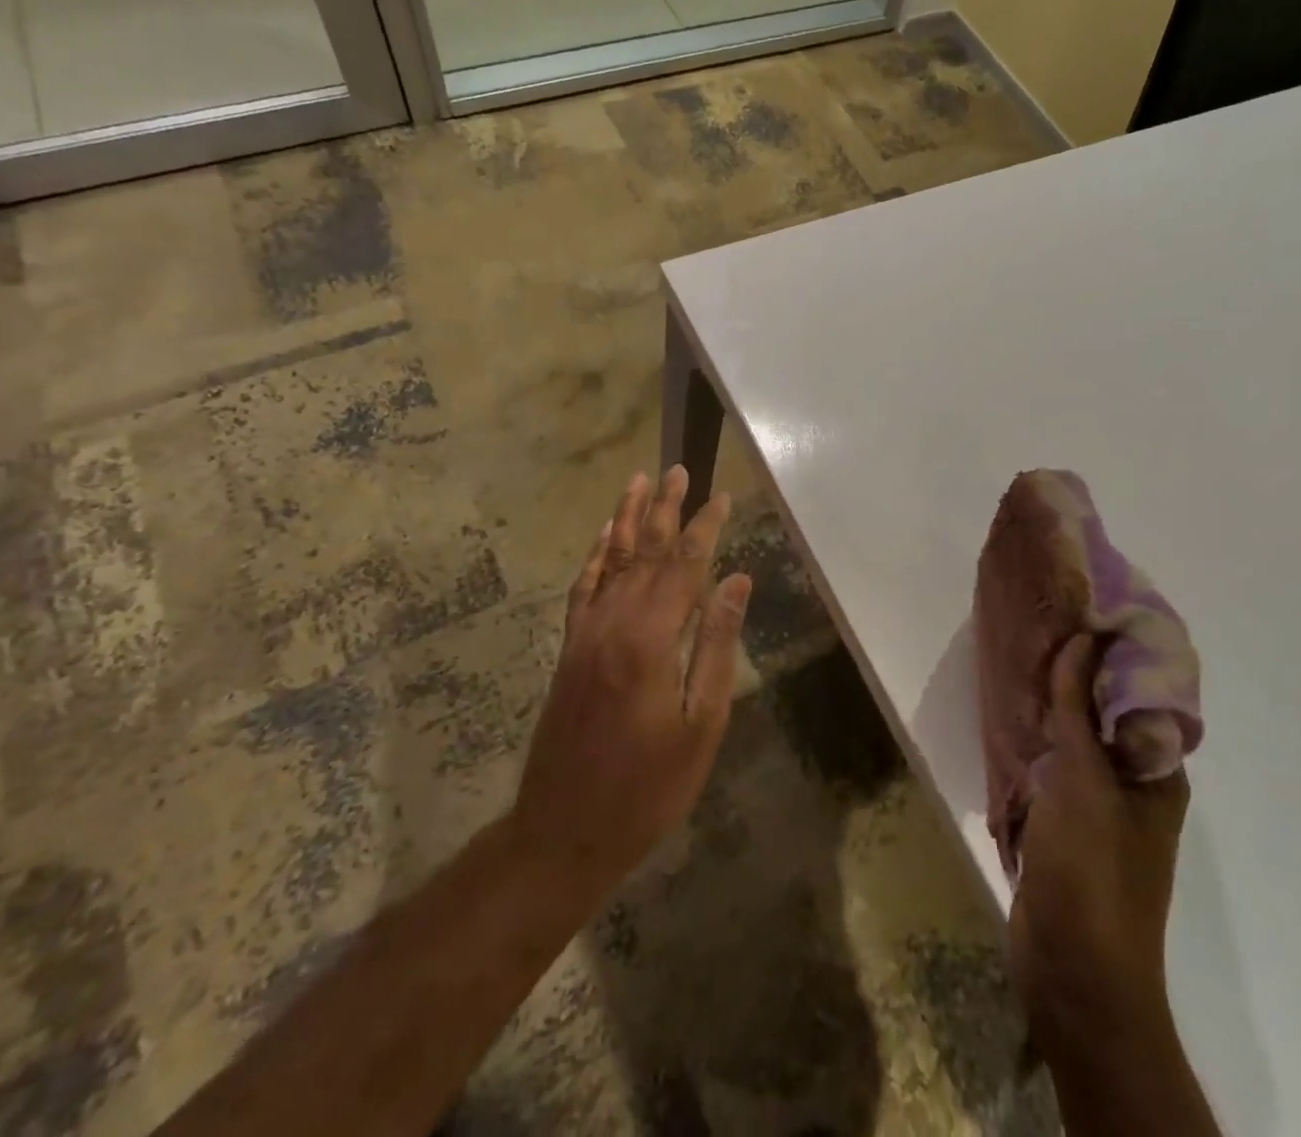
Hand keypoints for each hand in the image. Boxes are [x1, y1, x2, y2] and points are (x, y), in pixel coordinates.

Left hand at [510, 466, 751, 904]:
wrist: (563, 832)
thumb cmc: (647, 787)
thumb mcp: (700, 724)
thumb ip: (717, 646)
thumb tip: (737, 581)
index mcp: (651, 639)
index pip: (686, 566)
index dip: (706, 528)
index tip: (723, 496)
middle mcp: (613, 622)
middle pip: (646, 552)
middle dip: (666, 509)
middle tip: (679, 469)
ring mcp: (585, 633)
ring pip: (611, 560)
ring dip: (628, 518)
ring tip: (640, 481)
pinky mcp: (570, 648)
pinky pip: (583, 587)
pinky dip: (596, 555)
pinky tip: (605, 536)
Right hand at [1010, 634, 1189, 1050]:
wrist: (1074, 971)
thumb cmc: (1092, 869)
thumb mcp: (1085, 779)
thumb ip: (1079, 707)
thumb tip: (1084, 638)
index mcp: (1157, 770)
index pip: (1142, 693)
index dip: (1117, 650)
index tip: (1082, 607)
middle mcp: (1134, 783)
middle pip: (1106, 712)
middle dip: (1079, 670)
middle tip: (1043, 623)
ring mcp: (1098, 806)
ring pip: (1076, 738)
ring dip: (1054, 703)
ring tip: (1022, 656)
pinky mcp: (1064, 824)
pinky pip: (1052, 765)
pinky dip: (1036, 738)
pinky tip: (1010, 713)